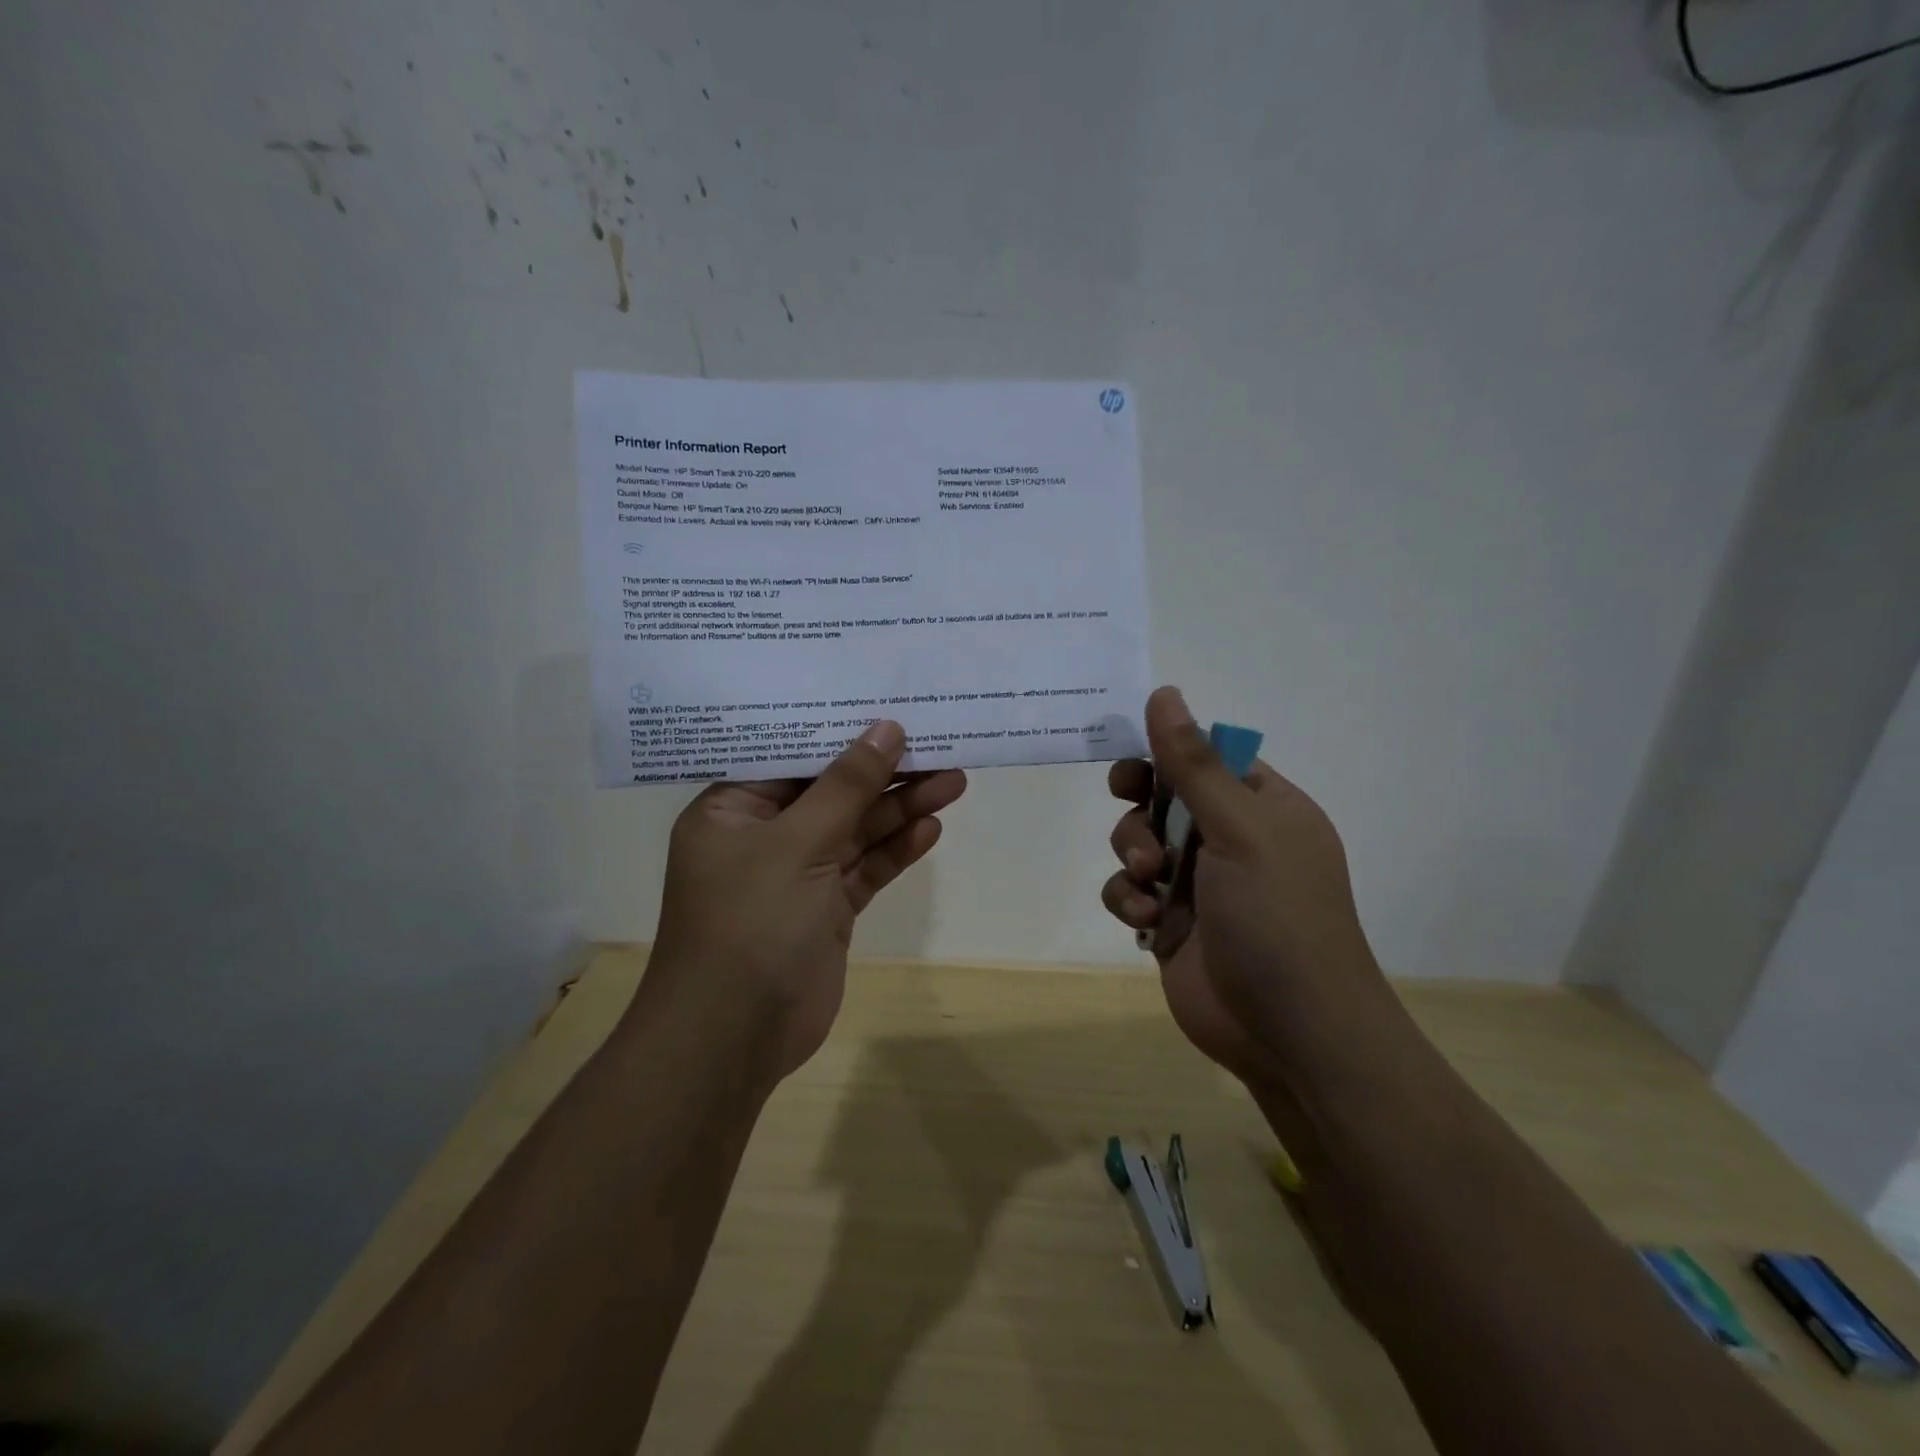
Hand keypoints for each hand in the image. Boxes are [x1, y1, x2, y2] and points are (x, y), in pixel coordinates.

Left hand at [645, 721, 965, 1082]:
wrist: (733, 1039)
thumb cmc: (750, 923)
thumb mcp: (797, 843)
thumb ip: (845, 786)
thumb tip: (886, 728)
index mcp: (732, 810)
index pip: (789, 755)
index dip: (839, 730)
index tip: (887, 706)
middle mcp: (763, 836)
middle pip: (831, 791)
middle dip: (884, 772)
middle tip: (938, 743)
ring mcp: (796, 875)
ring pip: (854, 830)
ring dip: (900, 808)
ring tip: (953, 779)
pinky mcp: (825, 910)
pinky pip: (863, 869)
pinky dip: (895, 850)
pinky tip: (930, 827)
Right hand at [1100, 687, 1388, 1080]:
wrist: (1289, 1032)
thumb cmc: (1277, 916)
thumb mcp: (1240, 828)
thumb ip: (1194, 763)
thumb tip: (1164, 692)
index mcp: (1264, 807)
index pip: (1208, 757)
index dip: (1167, 749)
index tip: (1134, 751)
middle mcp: (1231, 839)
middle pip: (1165, 794)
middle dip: (1141, 802)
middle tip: (1126, 797)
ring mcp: (1199, 883)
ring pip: (1139, 841)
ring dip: (1132, 852)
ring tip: (1147, 880)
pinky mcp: (1171, 923)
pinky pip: (1130, 890)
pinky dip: (1127, 897)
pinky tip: (1142, 917)